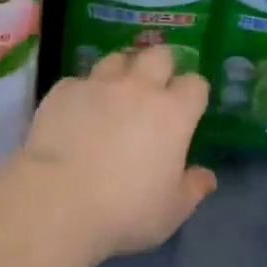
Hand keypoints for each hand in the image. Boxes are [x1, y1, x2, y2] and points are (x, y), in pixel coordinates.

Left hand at [12, 46, 215, 262]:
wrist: (59, 201)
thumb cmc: (125, 211)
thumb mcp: (170, 211)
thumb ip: (192, 189)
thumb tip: (207, 177)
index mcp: (173, 113)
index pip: (195, 84)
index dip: (193, 93)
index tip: (188, 108)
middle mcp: (139, 87)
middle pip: (158, 55)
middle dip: (160, 66)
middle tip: (154, 88)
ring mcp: (99, 84)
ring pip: (117, 58)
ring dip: (121, 71)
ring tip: (115, 93)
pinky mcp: (64, 89)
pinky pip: (79, 80)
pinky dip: (83, 92)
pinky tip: (76, 112)